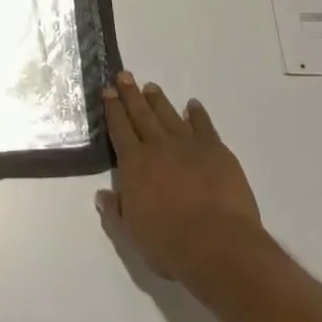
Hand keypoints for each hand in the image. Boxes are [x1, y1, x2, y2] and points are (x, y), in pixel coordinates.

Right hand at [97, 72, 273, 298]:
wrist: (219, 246)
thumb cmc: (170, 244)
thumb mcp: (132, 234)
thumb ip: (115, 212)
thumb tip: (102, 195)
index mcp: (134, 164)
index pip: (119, 129)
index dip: (113, 109)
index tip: (108, 91)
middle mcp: (158, 147)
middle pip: (141, 114)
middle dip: (131, 94)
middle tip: (124, 75)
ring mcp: (189, 146)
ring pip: (169, 115)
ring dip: (159, 100)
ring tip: (151, 87)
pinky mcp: (216, 151)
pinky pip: (204, 126)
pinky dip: (197, 114)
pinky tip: (193, 105)